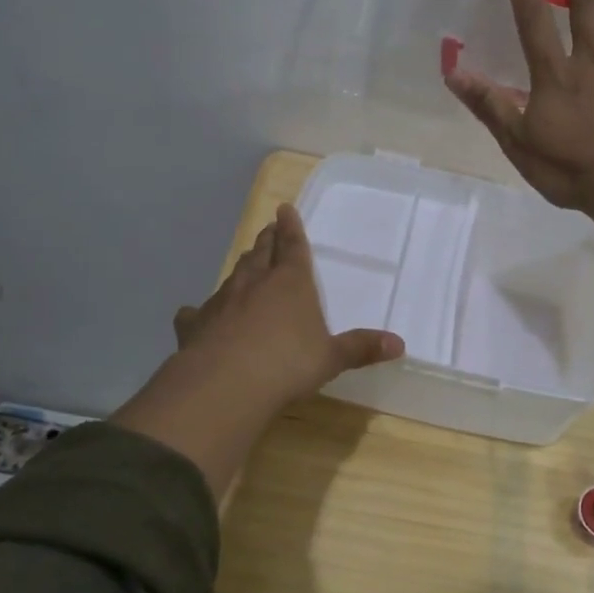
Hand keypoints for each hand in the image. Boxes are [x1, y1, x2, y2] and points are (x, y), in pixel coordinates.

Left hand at [171, 203, 403, 406]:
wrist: (226, 384)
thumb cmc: (288, 364)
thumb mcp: (331, 358)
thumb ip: (361, 349)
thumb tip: (400, 344)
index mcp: (291, 283)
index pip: (293, 247)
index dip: (291, 228)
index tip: (284, 209)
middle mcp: (255, 283)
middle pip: (261, 253)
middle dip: (266, 241)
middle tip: (267, 230)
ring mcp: (222, 301)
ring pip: (233, 276)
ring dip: (242, 267)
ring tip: (246, 262)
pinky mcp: (195, 324)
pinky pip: (197, 312)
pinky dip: (199, 311)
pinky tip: (193, 315)